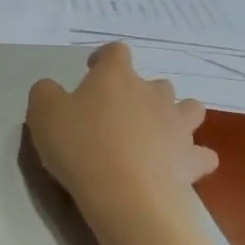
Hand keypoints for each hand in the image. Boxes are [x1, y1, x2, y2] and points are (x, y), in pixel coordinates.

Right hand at [27, 43, 217, 216]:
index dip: (104, 57)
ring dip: (176, 117)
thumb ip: (46, 92)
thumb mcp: (42, 113)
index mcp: (116, 77)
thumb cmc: (80, 145)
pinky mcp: (192, 159)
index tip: (92, 71)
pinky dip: (192, 157)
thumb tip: (53, 89)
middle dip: (142, 94)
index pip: (116, 51)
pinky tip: (178, 166)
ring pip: (189, 109)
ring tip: (157, 135)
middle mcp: (153, 93)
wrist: (125, 193)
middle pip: (156, 83)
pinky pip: (202, 154)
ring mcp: (178, 125)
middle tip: (120, 116)